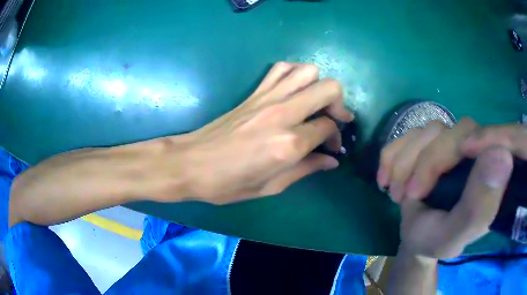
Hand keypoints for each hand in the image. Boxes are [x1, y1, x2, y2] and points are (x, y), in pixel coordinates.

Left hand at [171, 62, 352, 204]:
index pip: (328, 127)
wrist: (191, 164)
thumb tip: (331, 160)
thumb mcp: (271, 186)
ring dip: (319, 85)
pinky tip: (295, 90)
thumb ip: (306, 169)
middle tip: (334, 120)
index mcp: (289, 143)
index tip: (330, 148)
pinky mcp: (254, 92)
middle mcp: (283, 114)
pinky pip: (281, 69)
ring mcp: (267, 98)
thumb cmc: (228, 183)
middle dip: (338, 104)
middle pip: (328, 89)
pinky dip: (295, 74)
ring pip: (308, 71)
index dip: (335, 137)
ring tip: (316, 103)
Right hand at [378, 119, 513, 257]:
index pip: (493, 137)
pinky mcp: (432, 141)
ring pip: (430, 129)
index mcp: (492, 174)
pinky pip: (410, 133)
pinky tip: (385, 178)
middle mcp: (477, 151)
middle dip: (427, 162)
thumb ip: (478, 207)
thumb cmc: (435, 241)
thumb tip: (504, 155)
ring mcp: (453, 142)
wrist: (415, 236)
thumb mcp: (453, 236)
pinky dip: (393, 154)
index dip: (472, 141)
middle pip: (455, 130)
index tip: (450, 164)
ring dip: (405, 161)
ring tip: (395, 194)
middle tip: (408, 196)